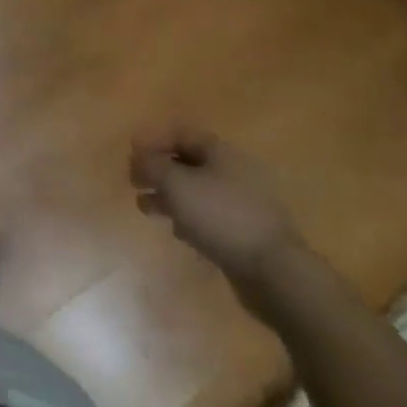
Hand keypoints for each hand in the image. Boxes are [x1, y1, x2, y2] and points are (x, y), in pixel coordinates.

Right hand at [130, 130, 307, 304]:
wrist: (275, 272)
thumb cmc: (221, 217)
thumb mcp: (177, 184)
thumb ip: (152, 165)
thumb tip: (139, 154)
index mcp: (221, 151)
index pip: (180, 134)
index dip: (153, 141)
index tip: (131, 157)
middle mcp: (235, 170)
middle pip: (188, 162)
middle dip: (159, 172)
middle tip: (136, 184)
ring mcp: (244, 202)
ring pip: (198, 191)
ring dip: (170, 197)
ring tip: (148, 210)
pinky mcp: (248, 231)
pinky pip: (211, 216)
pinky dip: (191, 218)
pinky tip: (179, 232)